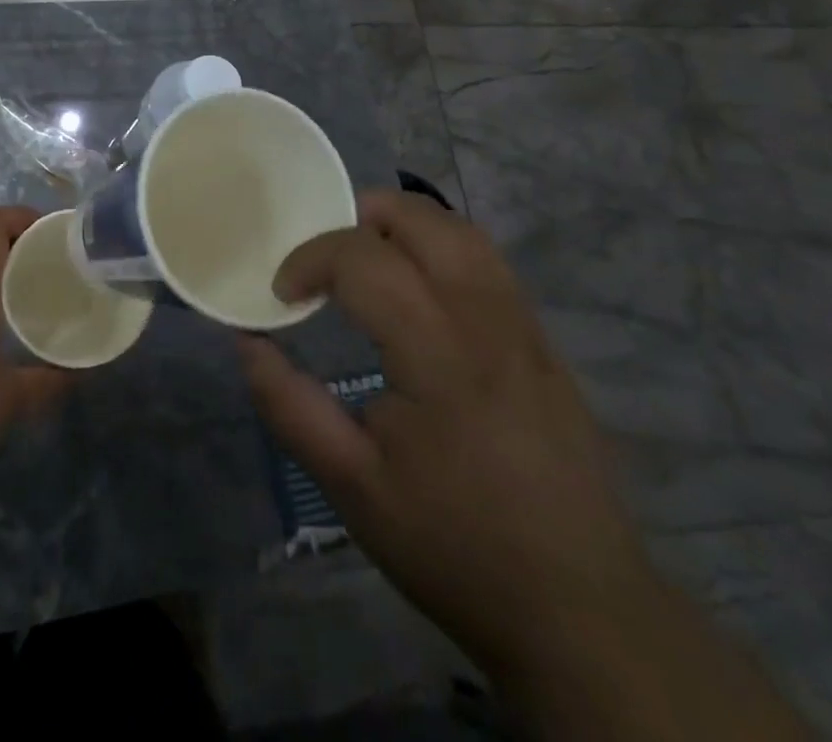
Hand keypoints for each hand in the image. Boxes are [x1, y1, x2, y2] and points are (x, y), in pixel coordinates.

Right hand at [238, 190, 660, 683]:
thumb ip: (290, 406)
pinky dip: (441, 250)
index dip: (310, 259)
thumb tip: (249, 343)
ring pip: (463, 232)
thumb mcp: (352, 485)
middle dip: (359, 217)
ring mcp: (527, 329)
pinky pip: (489, 264)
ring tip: (366, 261)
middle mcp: (488, 321)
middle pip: (422, 219)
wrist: (583, 614)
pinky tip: (419, 296)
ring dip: (404, 226)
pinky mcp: (547, 347)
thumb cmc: (456, 545)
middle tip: (323, 258)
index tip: (284, 294)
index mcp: (439, 353)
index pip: (363, 258)